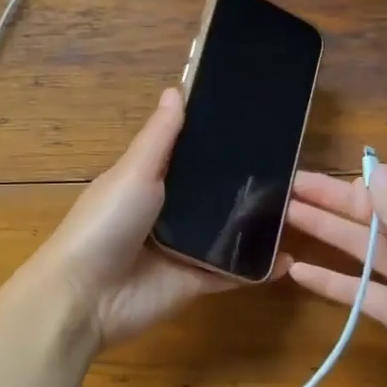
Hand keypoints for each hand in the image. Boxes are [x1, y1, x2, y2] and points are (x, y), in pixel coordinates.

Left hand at [30, 88, 279, 348]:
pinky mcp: (196, 282)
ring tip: (299, 205)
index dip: (215, 139)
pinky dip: (257, 267)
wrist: (87, 297)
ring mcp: (183, 248)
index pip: (188, 154)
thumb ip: (160, 137)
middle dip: (243, 182)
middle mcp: (168, 211)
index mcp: (148, 180)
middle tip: (292, 164)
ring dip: (254, 223)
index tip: (256, 119)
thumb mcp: (133, 172)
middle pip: (212, 192)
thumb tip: (176, 89)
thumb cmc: (106, 223)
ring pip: (226, 231)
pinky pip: (232, 272)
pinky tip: (287, 257)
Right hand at [284, 165, 386, 386]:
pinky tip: (297, 271)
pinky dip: (329, 280)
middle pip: (370, 212)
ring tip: (283, 217)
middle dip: (330, 199)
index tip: (320, 170)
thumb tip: (372, 169)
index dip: (358, 176)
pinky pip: (357, 289)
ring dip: (324, 231)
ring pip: (359, 247)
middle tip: (285, 186)